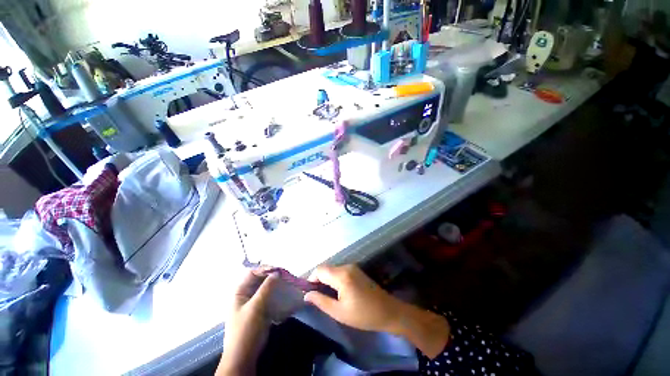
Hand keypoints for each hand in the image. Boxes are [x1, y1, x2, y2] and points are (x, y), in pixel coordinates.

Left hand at [217, 270, 277, 375]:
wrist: (244, 356)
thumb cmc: (245, 330)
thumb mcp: (255, 307)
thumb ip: (266, 288)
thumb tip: (277, 272)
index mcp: (240, 291)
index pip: (252, 272)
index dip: (265, 269)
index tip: (279, 270)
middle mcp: (246, 293)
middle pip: (260, 278)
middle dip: (273, 275)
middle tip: (285, 275)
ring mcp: (254, 301)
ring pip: (266, 286)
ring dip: (276, 283)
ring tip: (287, 281)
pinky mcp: (261, 308)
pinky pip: (270, 295)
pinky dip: (277, 292)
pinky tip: (285, 291)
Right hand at [304, 265, 449, 358]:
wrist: (388, 311)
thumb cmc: (363, 315)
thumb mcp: (339, 312)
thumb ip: (321, 301)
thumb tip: (306, 295)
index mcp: (341, 275)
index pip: (319, 270)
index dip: (311, 279)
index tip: (309, 292)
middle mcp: (346, 267)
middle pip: (326, 268)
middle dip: (318, 280)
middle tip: (317, 297)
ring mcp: (353, 267)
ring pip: (332, 270)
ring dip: (326, 280)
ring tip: (327, 296)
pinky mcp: (356, 270)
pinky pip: (340, 271)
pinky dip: (334, 279)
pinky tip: (337, 292)